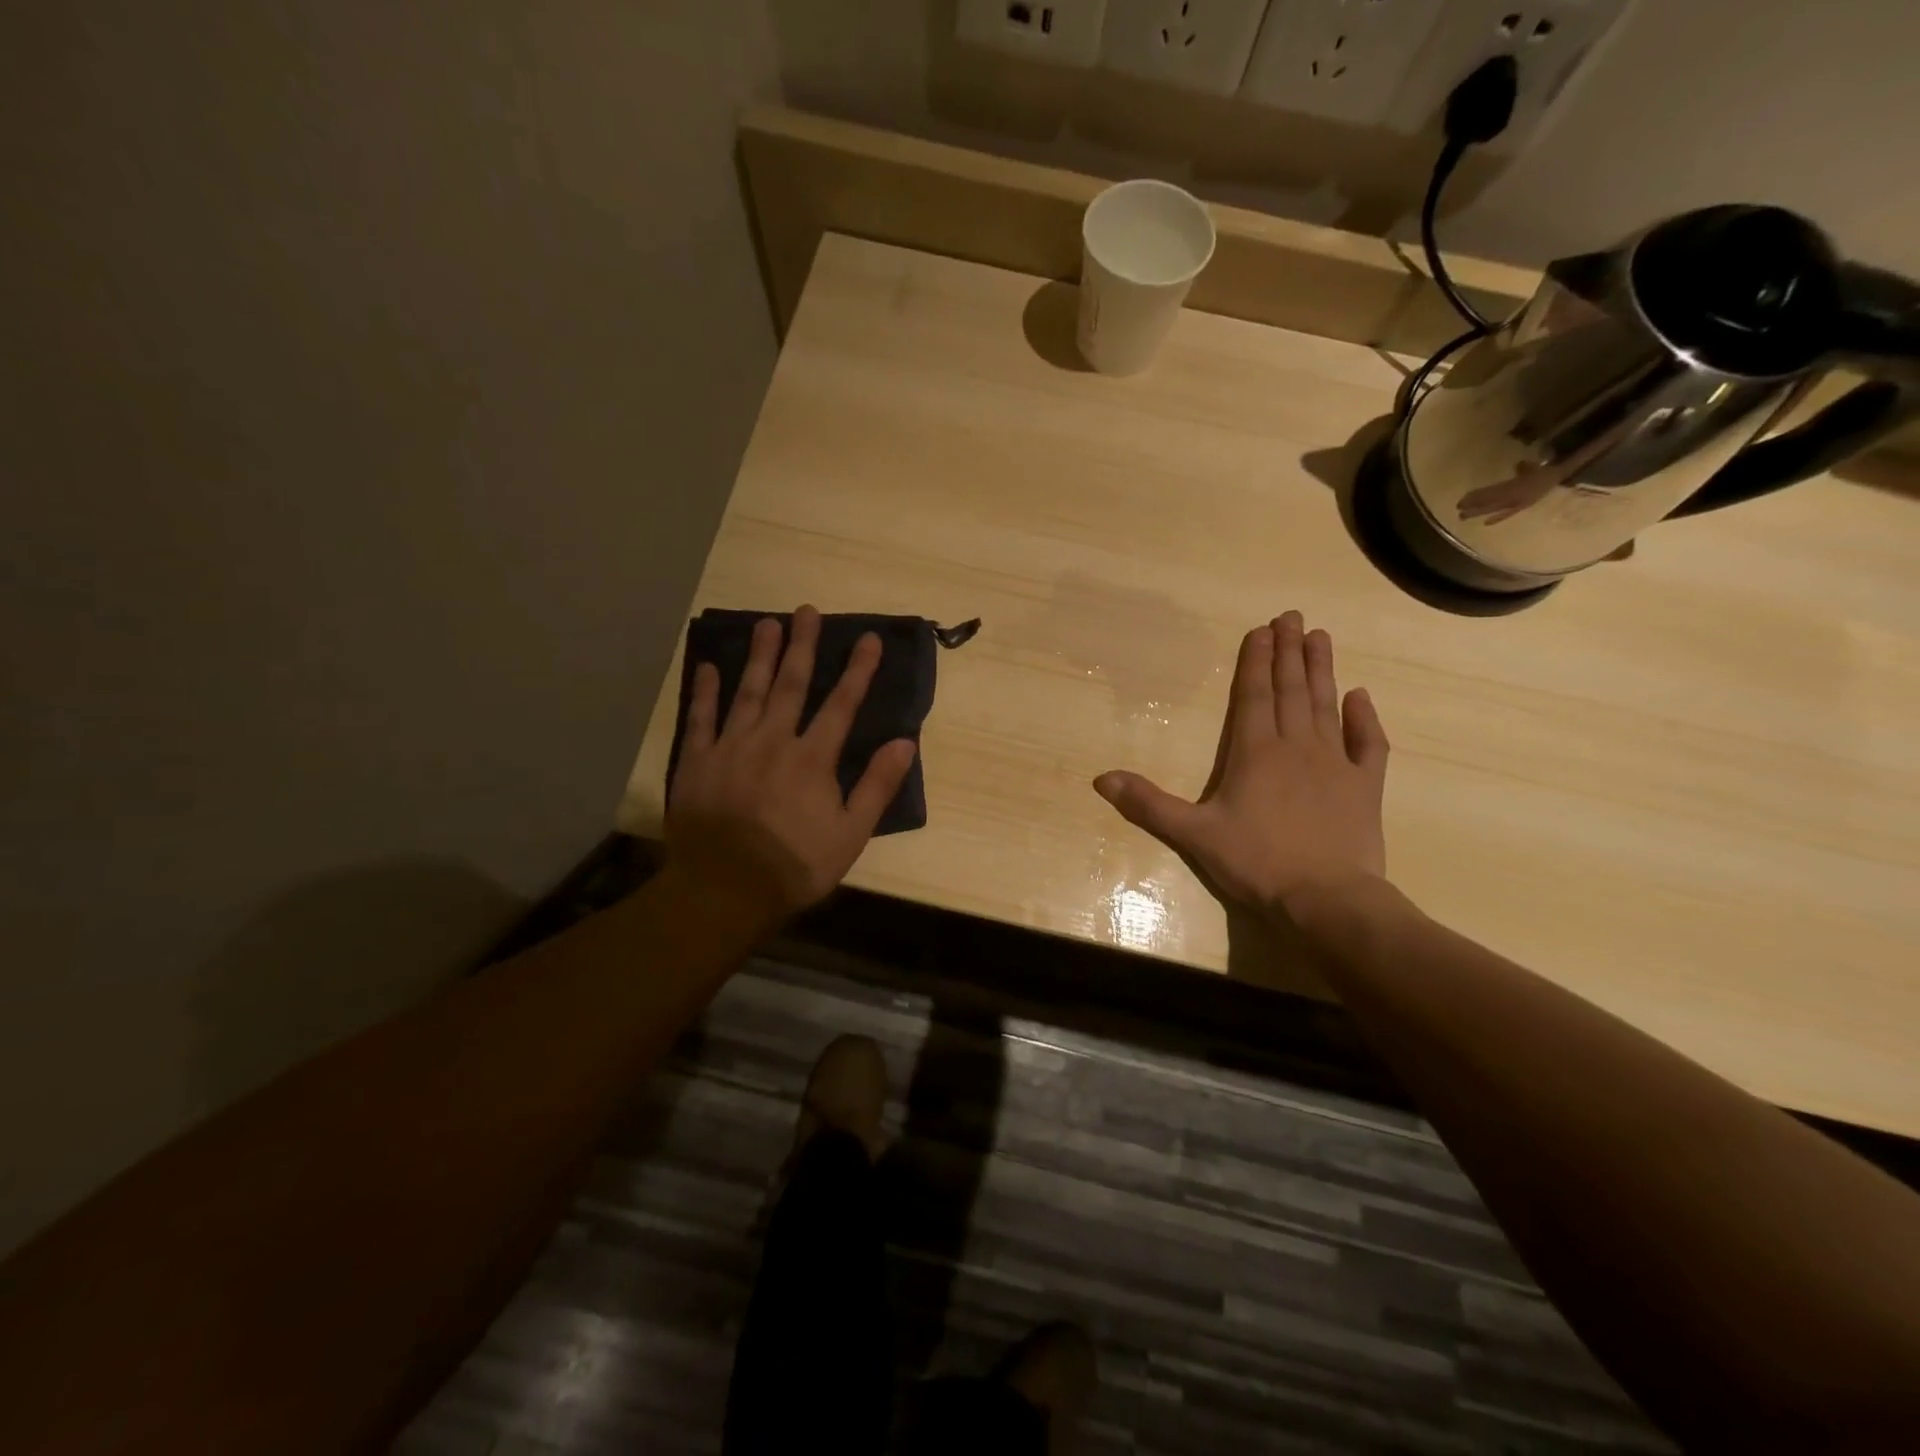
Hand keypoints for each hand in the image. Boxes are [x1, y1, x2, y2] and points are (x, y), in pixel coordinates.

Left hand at [667, 605, 916, 928]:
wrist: (725, 890)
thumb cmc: (795, 865)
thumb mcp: (851, 834)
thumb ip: (877, 785)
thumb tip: (906, 742)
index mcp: (813, 758)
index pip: (842, 704)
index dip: (858, 670)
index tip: (869, 639)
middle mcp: (773, 740)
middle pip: (791, 685)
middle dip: (803, 646)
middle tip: (807, 611)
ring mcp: (731, 747)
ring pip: (748, 692)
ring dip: (760, 657)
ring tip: (768, 623)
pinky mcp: (698, 761)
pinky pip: (701, 718)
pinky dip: (705, 692)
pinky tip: (709, 666)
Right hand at [1093, 611, 1388, 917]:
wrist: (1327, 899)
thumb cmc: (1256, 863)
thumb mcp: (1193, 834)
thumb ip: (1148, 804)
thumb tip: (1100, 779)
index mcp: (1255, 753)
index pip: (1253, 696)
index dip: (1255, 661)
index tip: (1262, 628)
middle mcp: (1296, 747)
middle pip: (1290, 690)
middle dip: (1289, 652)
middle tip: (1293, 616)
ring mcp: (1336, 764)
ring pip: (1326, 706)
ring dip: (1322, 670)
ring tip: (1320, 637)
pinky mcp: (1365, 787)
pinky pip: (1369, 744)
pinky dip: (1366, 719)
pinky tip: (1362, 696)